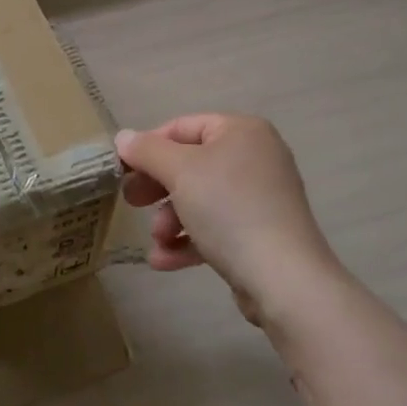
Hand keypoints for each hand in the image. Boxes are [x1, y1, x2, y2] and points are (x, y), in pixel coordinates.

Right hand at [116, 114, 338, 325]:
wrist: (284, 279)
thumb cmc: (229, 209)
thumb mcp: (180, 171)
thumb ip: (147, 151)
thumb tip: (123, 138)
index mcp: (241, 131)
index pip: (183, 127)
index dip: (148, 146)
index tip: (122, 170)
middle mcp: (255, 157)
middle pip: (190, 164)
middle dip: (158, 188)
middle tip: (131, 202)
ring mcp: (260, 197)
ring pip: (200, 199)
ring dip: (170, 219)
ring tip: (158, 239)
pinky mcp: (260, 234)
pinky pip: (216, 228)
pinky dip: (189, 240)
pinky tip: (164, 261)